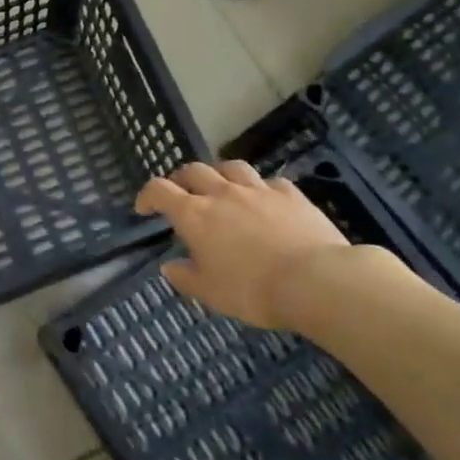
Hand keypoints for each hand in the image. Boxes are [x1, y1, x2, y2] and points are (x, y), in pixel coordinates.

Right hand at [135, 161, 349, 329]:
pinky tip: (264, 199)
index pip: (160, 190)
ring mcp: (258, 190)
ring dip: (219, 174)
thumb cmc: (252, 290)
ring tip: (220, 188)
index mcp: (195, 215)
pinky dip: (259, 187)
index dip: (148, 195)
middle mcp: (222, 193)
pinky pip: (268, 182)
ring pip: (231, 167)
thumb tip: (169, 266)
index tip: (145, 208)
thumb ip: (185, 277)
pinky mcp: (290, 194)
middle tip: (181, 195)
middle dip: (181, 179)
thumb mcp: (210, 292)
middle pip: (194, 170)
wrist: (315, 281)